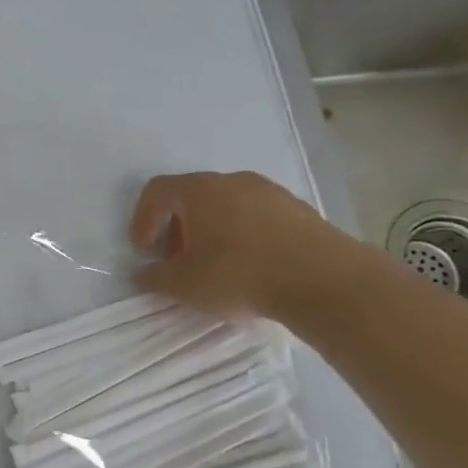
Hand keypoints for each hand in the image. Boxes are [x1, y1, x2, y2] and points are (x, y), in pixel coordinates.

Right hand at [131, 170, 384, 320]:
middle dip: (176, 227)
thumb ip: (154, 277)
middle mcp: (234, 181)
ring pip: (226, 205)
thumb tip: (142, 273)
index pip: (157, 191)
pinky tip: (248, 266)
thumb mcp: (183, 285)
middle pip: (192, 196)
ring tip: (212, 266)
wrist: (324, 281)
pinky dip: (241, 234)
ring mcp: (271, 192)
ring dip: (209, 231)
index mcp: (200, 191)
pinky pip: (255, 216)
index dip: (142, 219)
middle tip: (174, 260)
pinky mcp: (299, 210)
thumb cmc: (239, 275)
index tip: (144, 250)